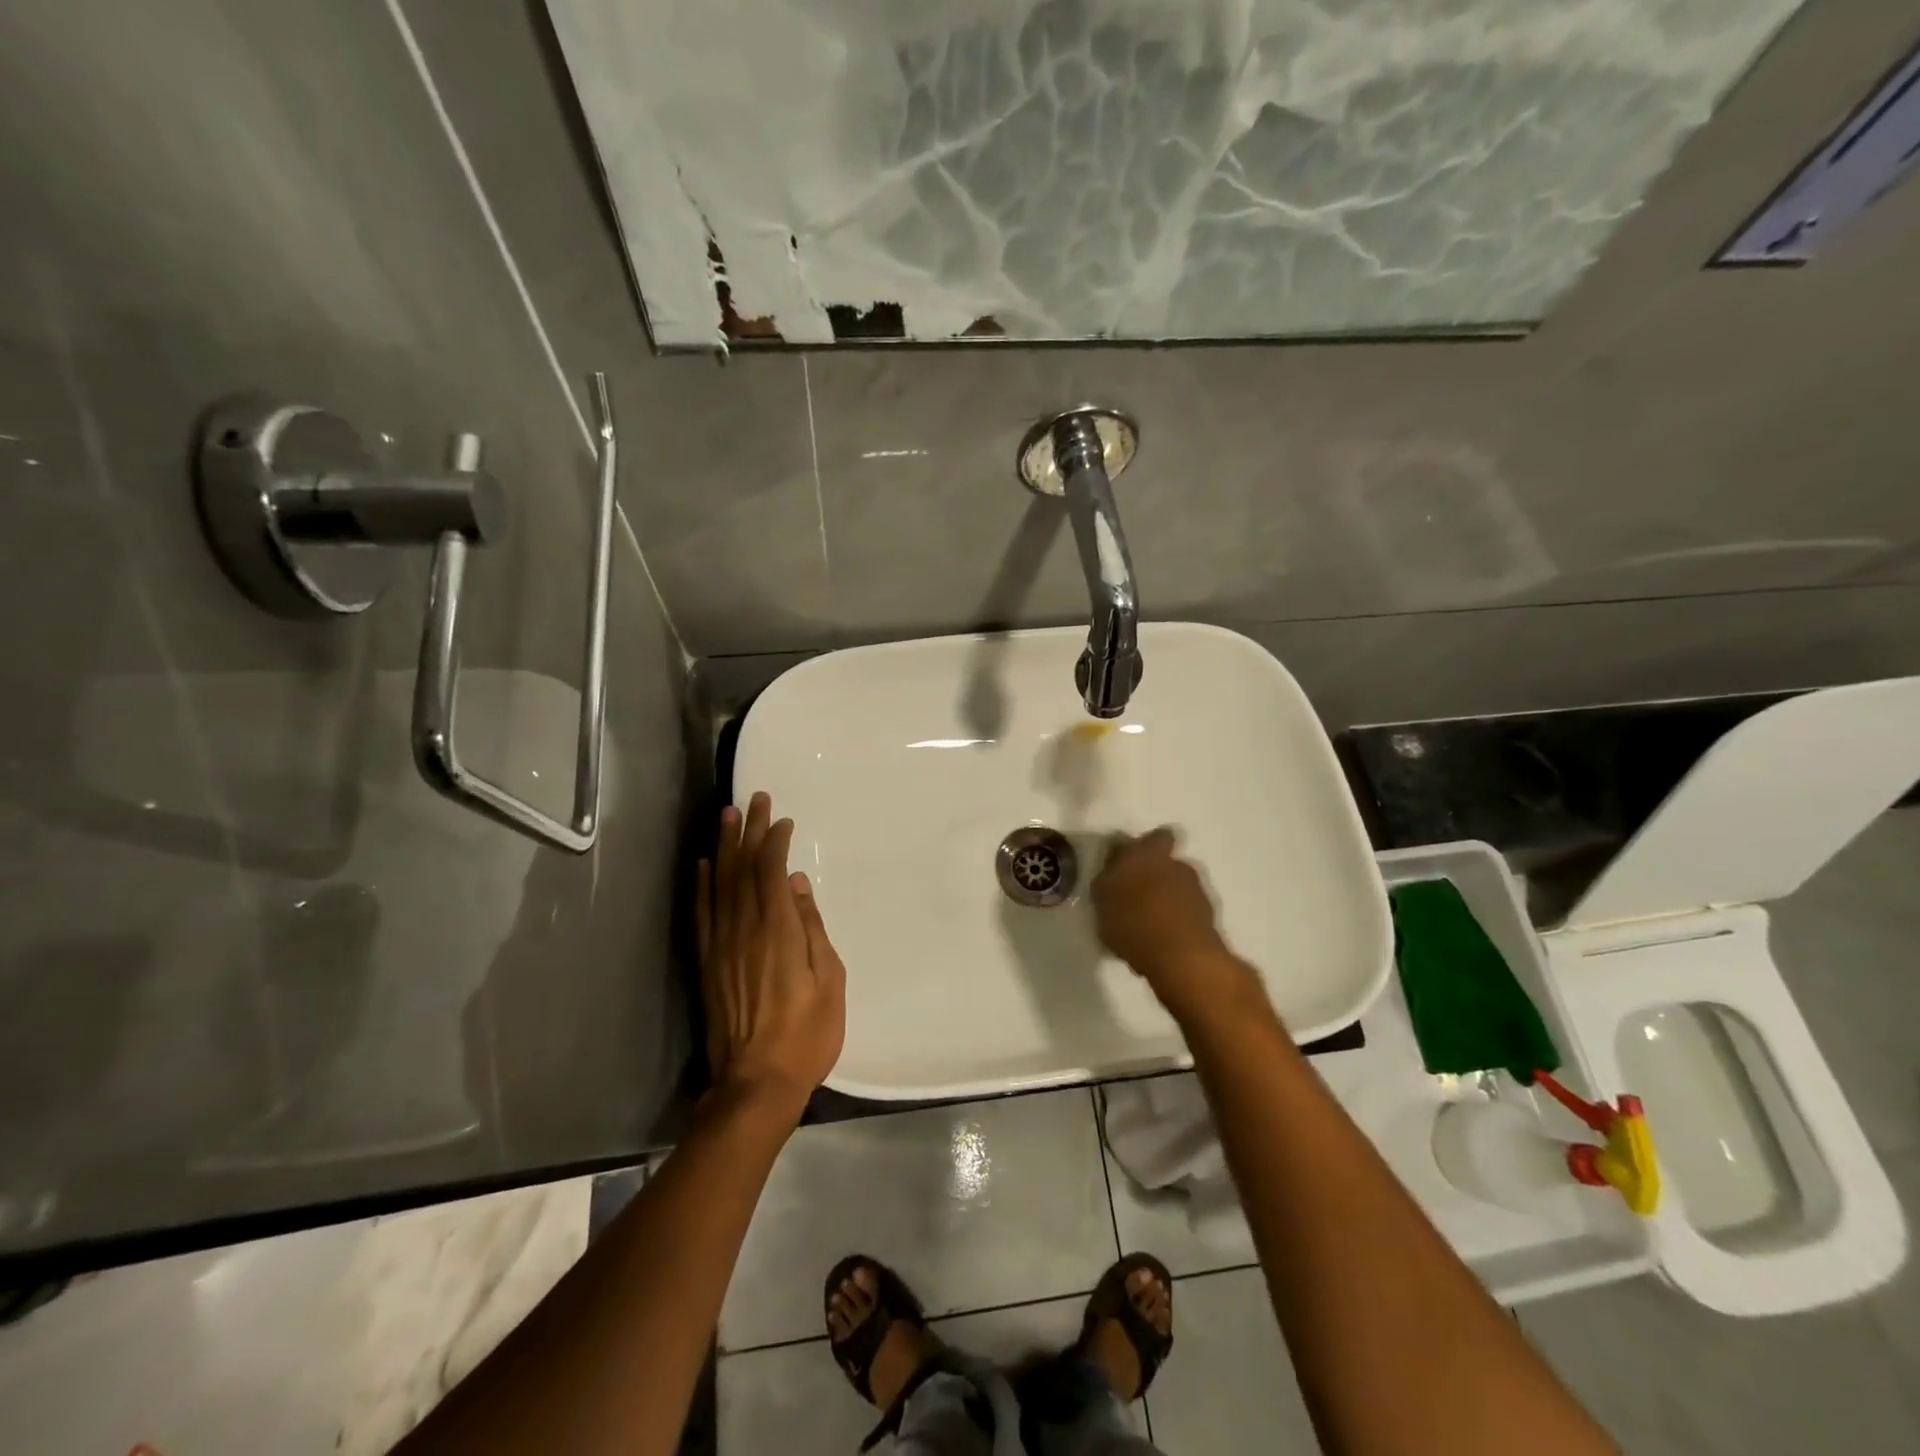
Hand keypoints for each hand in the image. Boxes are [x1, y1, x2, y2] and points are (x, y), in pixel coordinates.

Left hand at [697, 792, 846, 1123]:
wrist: (755, 1084)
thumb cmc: (806, 1035)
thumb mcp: (829, 982)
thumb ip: (812, 929)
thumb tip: (798, 885)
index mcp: (778, 931)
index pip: (771, 872)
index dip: (774, 841)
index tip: (782, 819)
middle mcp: (743, 930)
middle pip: (742, 869)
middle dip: (748, 831)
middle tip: (753, 799)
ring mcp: (720, 946)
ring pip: (718, 884)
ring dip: (722, 848)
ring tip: (726, 817)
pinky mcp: (707, 963)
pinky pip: (701, 914)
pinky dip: (701, 886)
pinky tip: (701, 866)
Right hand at [1092, 828, 1245, 1014]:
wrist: (1182, 958)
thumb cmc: (1133, 922)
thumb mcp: (1102, 899)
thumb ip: (1106, 878)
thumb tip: (1111, 869)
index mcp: (1147, 853)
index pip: (1152, 836)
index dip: (1141, 847)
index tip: (1126, 863)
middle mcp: (1176, 863)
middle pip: (1165, 860)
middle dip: (1154, 872)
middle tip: (1135, 893)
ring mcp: (1197, 888)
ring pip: (1178, 884)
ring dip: (1166, 895)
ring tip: (1148, 920)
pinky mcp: (1209, 914)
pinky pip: (1187, 908)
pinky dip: (1177, 917)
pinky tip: (1163, 936)